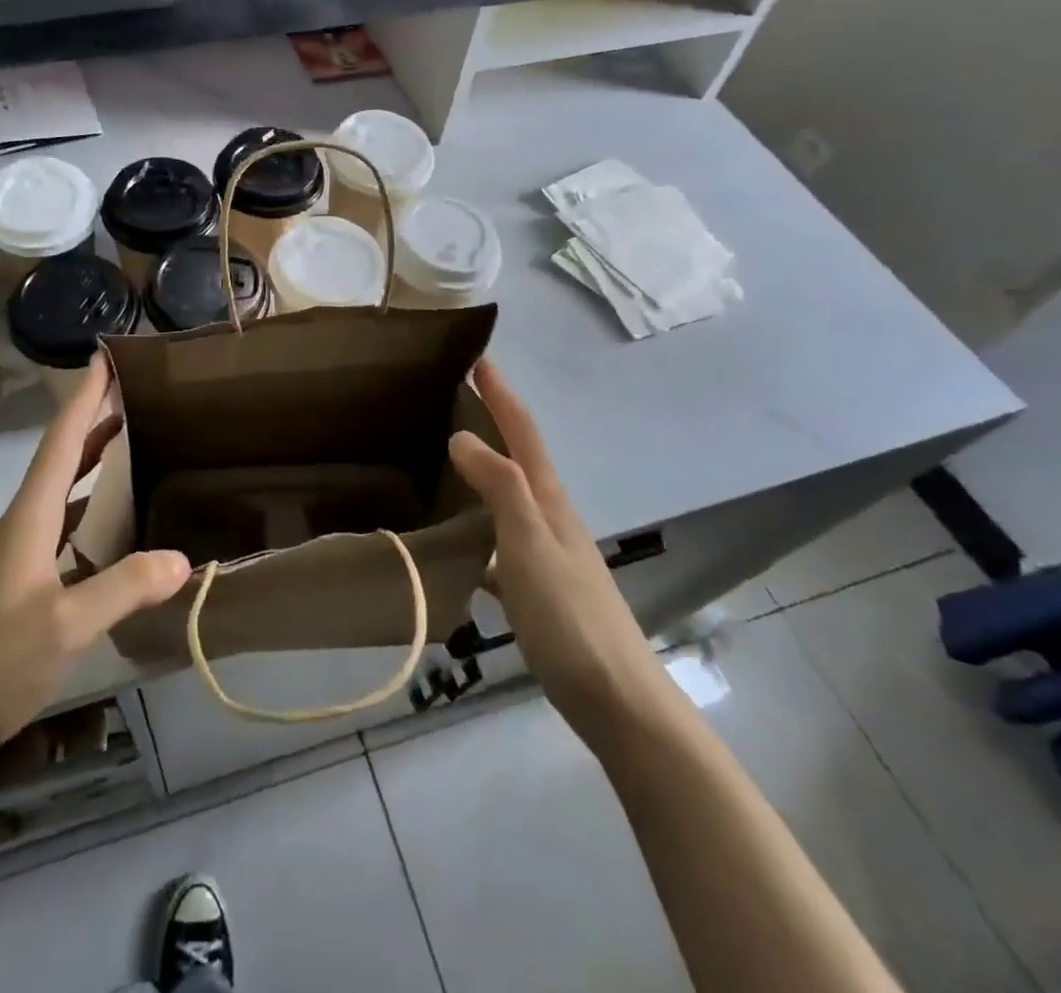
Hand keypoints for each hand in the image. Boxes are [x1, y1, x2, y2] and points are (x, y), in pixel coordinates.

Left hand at [0, 356, 191, 776]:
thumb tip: (184, 558)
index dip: (84, 397)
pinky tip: (118, 523)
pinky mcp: (24, 584)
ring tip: (135, 441)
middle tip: (136, 392)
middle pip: (63, 457)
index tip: (105, 357)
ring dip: (95, 460)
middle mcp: (24, 525)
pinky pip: (67, 526)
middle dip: (95, 419)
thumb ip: (124, 587)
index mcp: (30, 518)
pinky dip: (93, 508)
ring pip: (65, 491)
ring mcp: (21, 555)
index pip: (62, 442)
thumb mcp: (64, 626)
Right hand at [447, 360, 672, 746]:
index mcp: (549, 500)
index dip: (502, 394)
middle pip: (518, 458)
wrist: (617, 701)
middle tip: (452, 401)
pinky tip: (453, 544)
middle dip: (492, 423)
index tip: (478, 359)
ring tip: (443, 461)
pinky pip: (498, 542)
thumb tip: (462, 436)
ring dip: (482, 473)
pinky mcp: (537, 589)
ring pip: (507, 499)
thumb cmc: (570, 616)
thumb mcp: (530, 543)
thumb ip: (500, 487)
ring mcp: (546, 554)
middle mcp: (550, 518)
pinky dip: (476, 528)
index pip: (523, 432)